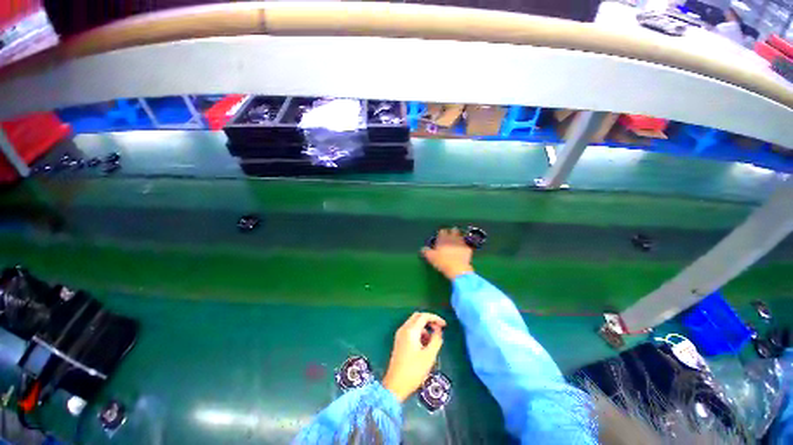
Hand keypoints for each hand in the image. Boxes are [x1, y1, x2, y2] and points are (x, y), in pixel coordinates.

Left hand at [382, 312, 445, 401]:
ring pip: (414, 324)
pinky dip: (419, 333)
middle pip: (418, 317)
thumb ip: (436, 339)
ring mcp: (400, 335)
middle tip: (438, 329)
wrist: (395, 385)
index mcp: (410, 330)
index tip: (444, 325)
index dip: (435, 318)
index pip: (424, 316)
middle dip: (429, 321)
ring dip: (424, 328)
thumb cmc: (414, 371)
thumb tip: (438, 330)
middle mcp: (404, 329)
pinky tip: (424, 346)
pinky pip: (411, 331)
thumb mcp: (429, 355)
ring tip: (432, 342)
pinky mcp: (399, 341)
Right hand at [421, 228, 474, 279]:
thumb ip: (426, 251)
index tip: (440, 235)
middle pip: (453, 230)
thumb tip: (423, 248)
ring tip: (456, 240)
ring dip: (458, 237)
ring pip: (460, 236)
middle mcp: (452, 238)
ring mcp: (461, 243)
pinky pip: (466, 244)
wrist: (458, 269)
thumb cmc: (442, 262)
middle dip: (451, 232)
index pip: (442, 231)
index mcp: (443, 239)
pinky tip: (462, 249)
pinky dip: (464, 245)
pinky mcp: (468, 249)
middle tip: (450, 235)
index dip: (441, 233)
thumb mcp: (431, 257)